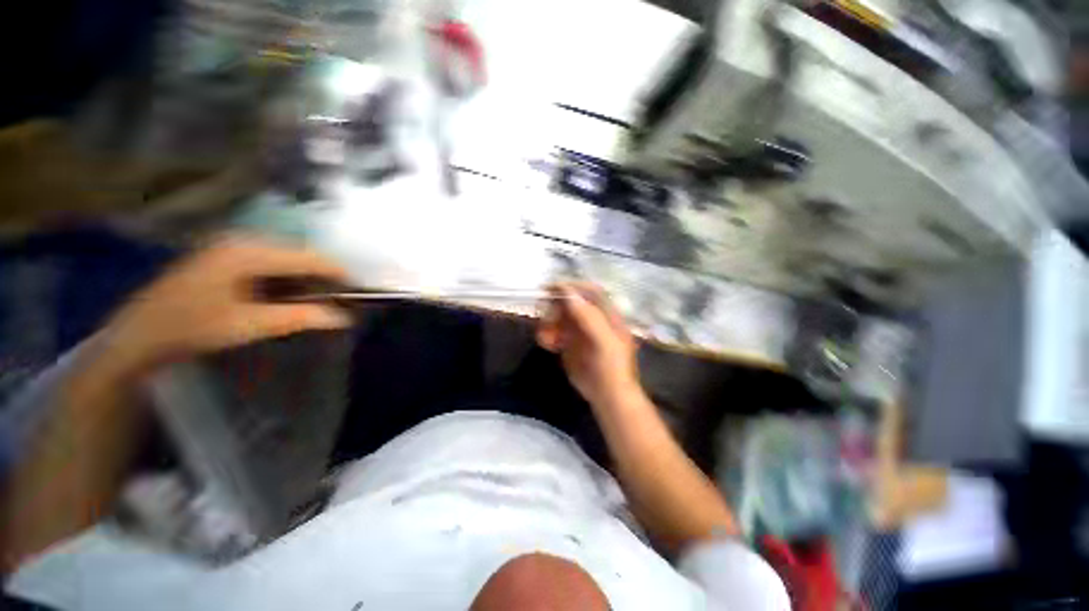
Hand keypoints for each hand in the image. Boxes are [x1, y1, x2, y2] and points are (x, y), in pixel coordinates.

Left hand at [106, 235, 351, 371]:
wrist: (137, 336)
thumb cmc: (190, 328)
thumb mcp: (249, 325)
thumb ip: (299, 318)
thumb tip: (344, 318)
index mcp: (247, 252)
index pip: (308, 257)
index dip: (337, 272)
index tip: (358, 290)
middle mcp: (241, 242)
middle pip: (298, 255)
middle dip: (322, 276)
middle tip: (338, 301)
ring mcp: (231, 248)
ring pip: (285, 260)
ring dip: (305, 279)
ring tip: (318, 300)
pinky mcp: (225, 258)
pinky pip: (269, 265)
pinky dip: (286, 280)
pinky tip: (288, 297)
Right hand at [536, 282, 641, 408]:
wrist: (607, 397)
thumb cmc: (611, 368)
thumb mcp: (604, 341)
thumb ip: (589, 317)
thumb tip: (569, 292)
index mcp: (607, 315)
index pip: (590, 292)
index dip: (573, 287)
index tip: (552, 288)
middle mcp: (593, 319)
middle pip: (572, 303)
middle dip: (556, 307)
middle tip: (544, 315)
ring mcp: (581, 331)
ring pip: (560, 317)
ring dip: (549, 321)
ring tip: (544, 335)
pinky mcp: (570, 344)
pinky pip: (555, 333)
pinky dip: (547, 335)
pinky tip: (546, 343)